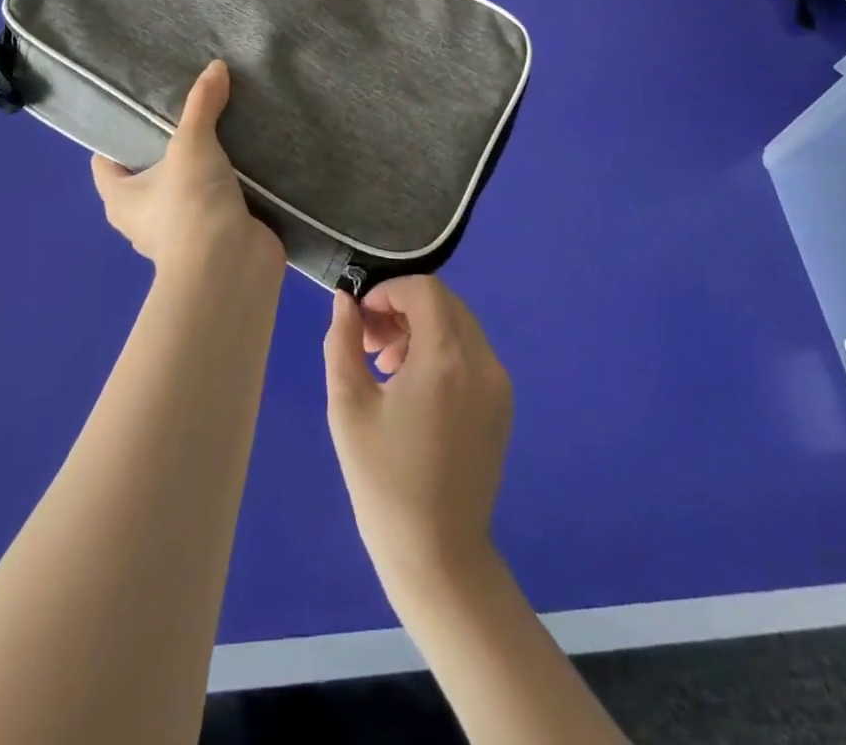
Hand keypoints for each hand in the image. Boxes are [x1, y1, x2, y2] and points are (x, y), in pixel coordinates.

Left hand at [91, 60, 285, 280]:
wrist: (232, 266)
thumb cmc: (190, 205)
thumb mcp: (192, 144)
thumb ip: (202, 104)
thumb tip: (216, 66)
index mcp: (122, 199)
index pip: (106, 161)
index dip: (117, 135)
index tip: (141, 107)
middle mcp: (146, 218)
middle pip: (150, 173)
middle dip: (168, 146)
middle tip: (191, 109)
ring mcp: (184, 230)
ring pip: (188, 188)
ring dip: (204, 166)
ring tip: (224, 126)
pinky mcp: (218, 235)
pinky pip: (220, 201)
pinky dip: (232, 184)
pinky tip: (249, 157)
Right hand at [324, 276, 512, 593]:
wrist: (437, 555)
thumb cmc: (383, 481)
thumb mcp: (348, 407)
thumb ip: (342, 342)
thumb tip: (344, 302)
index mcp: (446, 359)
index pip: (424, 290)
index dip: (388, 292)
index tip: (361, 320)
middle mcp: (482, 362)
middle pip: (443, 302)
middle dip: (402, 309)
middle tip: (369, 345)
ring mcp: (498, 384)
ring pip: (458, 325)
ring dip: (420, 329)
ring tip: (386, 368)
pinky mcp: (502, 404)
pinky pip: (471, 353)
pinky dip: (441, 351)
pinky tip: (414, 389)